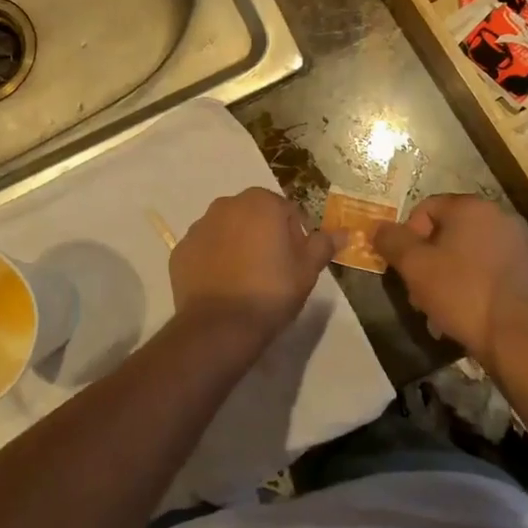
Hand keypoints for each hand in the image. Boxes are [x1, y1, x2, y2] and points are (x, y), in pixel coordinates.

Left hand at [168, 189, 336, 349]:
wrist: (220, 325)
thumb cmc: (271, 291)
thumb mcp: (307, 269)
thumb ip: (324, 244)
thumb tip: (346, 232)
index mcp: (260, 202)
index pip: (286, 211)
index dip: (294, 236)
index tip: (295, 262)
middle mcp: (226, 204)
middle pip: (254, 216)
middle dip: (264, 235)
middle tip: (273, 271)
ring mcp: (199, 226)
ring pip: (227, 230)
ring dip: (237, 245)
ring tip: (245, 280)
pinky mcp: (181, 249)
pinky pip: (204, 249)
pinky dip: (213, 260)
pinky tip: (222, 286)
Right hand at [371, 194, 527, 361]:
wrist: (520, 338)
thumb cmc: (462, 293)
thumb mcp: (415, 266)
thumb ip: (391, 240)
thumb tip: (377, 226)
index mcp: (472, 207)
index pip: (426, 209)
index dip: (408, 236)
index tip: (405, 267)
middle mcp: (501, 216)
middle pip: (450, 232)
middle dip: (430, 260)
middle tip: (420, 292)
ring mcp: (523, 244)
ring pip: (472, 254)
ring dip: (452, 275)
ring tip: (443, 309)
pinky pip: (494, 271)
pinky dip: (478, 285)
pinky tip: (470, 314)